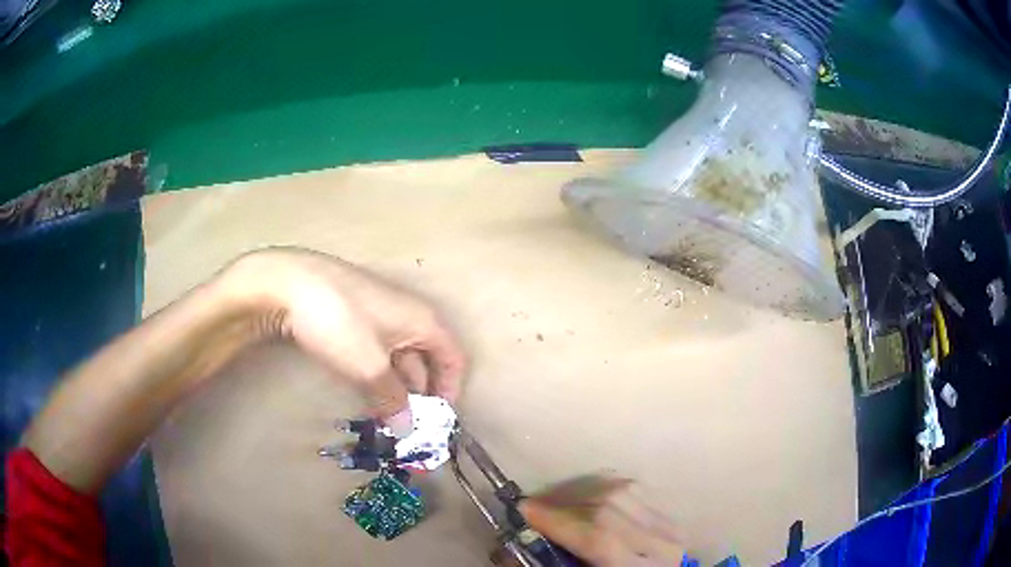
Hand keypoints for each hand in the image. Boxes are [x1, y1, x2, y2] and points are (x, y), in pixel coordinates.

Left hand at [222, 247, 466, 420]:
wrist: (291, 283)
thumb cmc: (341, 323)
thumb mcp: (370, 367)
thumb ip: (392, 400)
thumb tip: (407, 429)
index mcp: (424, 321)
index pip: (454, 359)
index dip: (450, 390)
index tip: (437, 421)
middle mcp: (409, 315)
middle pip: (427, 360)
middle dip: (420, 395)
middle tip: (407, 426)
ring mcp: (381, 313)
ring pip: (400, 357)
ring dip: (396, 387)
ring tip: (384, 416)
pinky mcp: (357, 316)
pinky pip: (378, 350)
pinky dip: (378, 374)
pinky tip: (364, 391)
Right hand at [519, 476, 684, 565]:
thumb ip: (554, 562)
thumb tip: (514, 544)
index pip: (599, 538)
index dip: (559, 521)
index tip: (525, 509)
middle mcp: (661, 544)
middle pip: (610, 508)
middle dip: (565, 503)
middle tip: (534, 506)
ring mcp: (669, 526)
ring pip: (622, 491)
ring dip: (581, 491)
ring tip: (554, 501)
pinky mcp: (669, 515)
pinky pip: (632, 489)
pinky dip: (602, 488)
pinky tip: (584, 496)